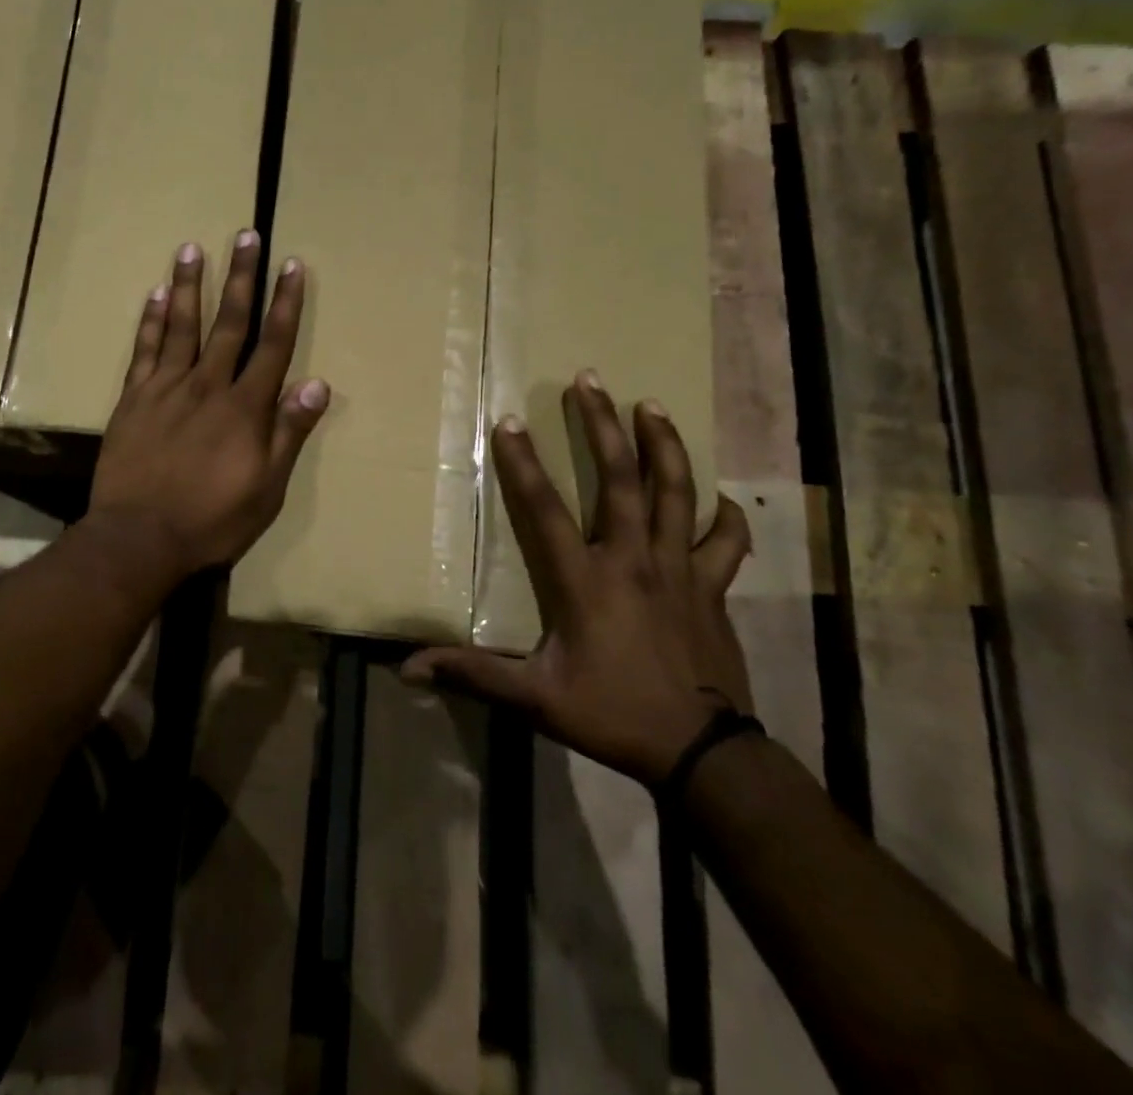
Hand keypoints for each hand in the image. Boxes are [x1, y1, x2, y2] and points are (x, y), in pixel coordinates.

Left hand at [90, 232, 329, 575]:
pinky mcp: (133, 400)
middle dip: (242, 278)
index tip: (292, 265)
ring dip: (189, 285)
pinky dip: (150, 322)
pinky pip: (143, 351)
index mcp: (245, 408)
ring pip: (181, 326)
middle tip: (246, 236)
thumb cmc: (212, 520)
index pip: (273, 345)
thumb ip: (289, 433)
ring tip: (192, 248)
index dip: (285, 303)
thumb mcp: (267, 488)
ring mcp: (166, 389)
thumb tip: (317, 384)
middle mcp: (207, 386)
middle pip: (229, 323)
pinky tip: (155, 295)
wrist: (139, 538)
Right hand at [404, 372, 752, 786]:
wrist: (702, 753)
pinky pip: (724, 541)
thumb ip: (473, 675)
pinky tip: (719, 496)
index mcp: (586, 580)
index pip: (545, 509)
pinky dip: (724, 515)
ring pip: (676, 493)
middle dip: (602, 425)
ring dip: (663, 446)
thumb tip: (408, 668)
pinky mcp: (713, 587)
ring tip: (650, 406)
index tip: (510, 421)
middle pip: (620, 479)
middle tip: (590, 380)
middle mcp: (633, 560)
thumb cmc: (613, 715)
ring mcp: (679, 569)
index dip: (524, 464)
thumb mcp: (536, 699)